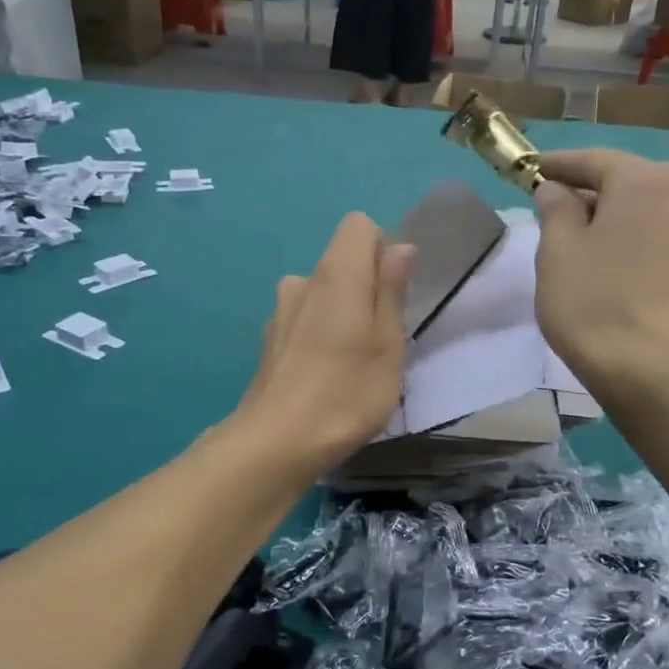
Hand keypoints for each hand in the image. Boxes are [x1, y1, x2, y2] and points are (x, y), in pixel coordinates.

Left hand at [236, 213, 411, 475]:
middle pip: (341, 262)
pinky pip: (303, 320)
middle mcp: (302, 281)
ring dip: (341, 314)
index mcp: (336, 274)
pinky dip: (318, 335)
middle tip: (380, 339)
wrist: (276, 443)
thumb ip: (391, 291)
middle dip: (365, 288)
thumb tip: (399, 247)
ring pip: (322, 295)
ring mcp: (280, 312)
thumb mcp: (388, 344)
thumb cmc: (347, 392)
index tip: (393, 293)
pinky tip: (323, 376)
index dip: (382, 249)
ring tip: (351, 362)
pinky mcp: (269, 341)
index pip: (359, 225)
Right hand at [532, 149, 668, 389]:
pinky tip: (615, 268)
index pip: (595, 161)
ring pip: (646, 215)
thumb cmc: (592, 300)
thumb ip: (556, 207)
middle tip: (555, 207)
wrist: (646, 369)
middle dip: (590, 192)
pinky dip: (635, 246)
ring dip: (616, 220)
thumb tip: (559, 191)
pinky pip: (659, 244)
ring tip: (585, 242)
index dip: (559, 165)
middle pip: (626, 184)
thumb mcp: (556, 248)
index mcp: (646, 181)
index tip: (533, 170)